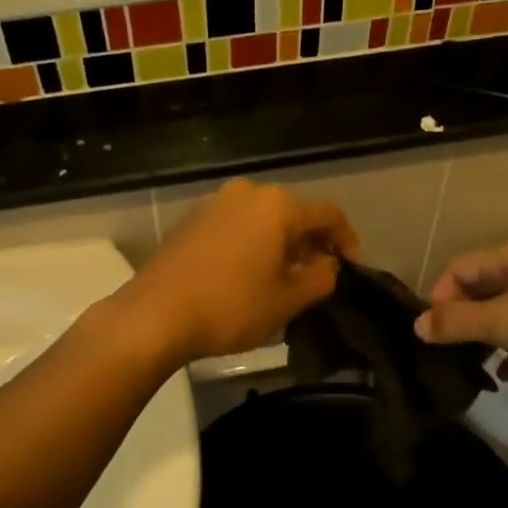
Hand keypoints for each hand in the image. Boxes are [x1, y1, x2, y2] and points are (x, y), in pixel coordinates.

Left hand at [113, 179, 357, 364]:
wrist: (155, 314)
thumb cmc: (230, 306)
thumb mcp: (287, 300)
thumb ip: (320, 278)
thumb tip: (328, 265)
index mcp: (276, 205)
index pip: (327, 213)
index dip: (346, 239)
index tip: (352, 266)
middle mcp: (246, 192)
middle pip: (292, 211)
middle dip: (310, 240)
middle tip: (318, 272)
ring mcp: (213, 203)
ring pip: (261, 217)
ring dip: (279, 241)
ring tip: (283, 274)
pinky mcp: (190, 219)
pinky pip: (234, 224)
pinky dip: (250, 242)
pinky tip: (247, 271)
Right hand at [414, 236, 507, 377]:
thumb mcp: (505, 322)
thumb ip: (458, 323)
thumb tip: (418, 325)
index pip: (457, 269)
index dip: (439, 299)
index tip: (436, 334)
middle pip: (482, 287)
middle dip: (464, 319)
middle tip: (454, 352)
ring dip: (490, 335)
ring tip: (479, 366)